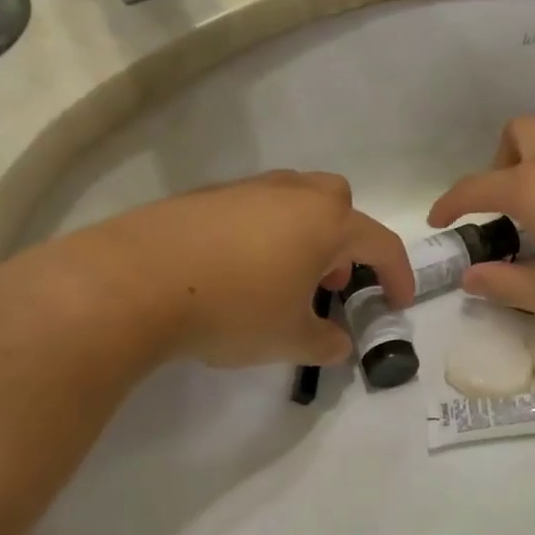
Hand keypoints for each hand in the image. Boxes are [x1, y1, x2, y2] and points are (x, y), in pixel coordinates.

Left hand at [45, 171, 412, 367]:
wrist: (135, 281)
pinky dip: (263, 234)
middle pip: (339, 204)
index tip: (399, 302)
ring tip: (284, 280)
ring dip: (305, 236)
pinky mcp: (206, 196)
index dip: (397, 275)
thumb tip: (339, 345)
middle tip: (330, 283)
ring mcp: (247, 189)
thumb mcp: (289, 338)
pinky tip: (237, 271)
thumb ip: (325, 342)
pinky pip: (254, 209)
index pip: (380, 244)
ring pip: (295, 202)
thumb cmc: (233, 308)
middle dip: (346, 242)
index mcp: (326, 222)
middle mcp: (293, 194)